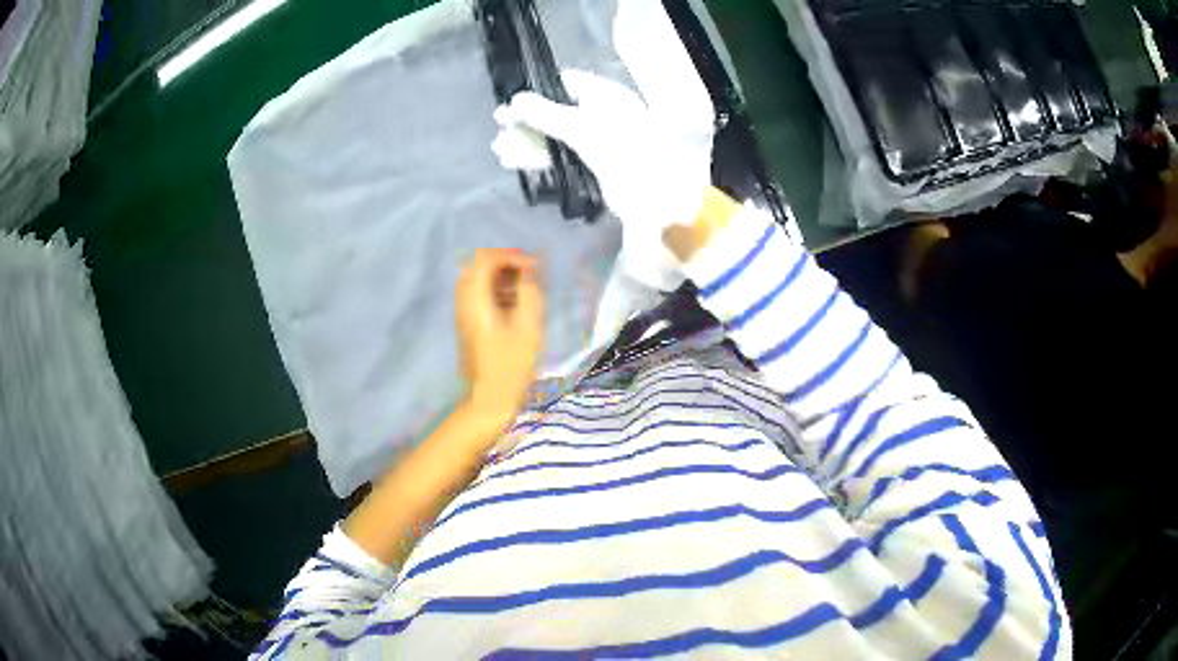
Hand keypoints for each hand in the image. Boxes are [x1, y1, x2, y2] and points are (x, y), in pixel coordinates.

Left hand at [456, 249, 543, 419]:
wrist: (489, 399)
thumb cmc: (511, 366)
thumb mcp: (528, 328)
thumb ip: (529, 294)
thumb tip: (529, 271)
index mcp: (475, 300)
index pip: (485, 259)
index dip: (510, 256)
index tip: (534, 267)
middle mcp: (464, 303)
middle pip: (477, 266)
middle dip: (504, 263)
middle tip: (529, 273)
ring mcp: (464, 315)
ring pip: (477, 281)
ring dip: (501, 277)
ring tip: (526, 288)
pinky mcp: (469, 325)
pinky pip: (478, 295)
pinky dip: (496, 291)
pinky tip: (515, 304)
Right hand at [492, 70, 713, 287]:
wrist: (657, 198)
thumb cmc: (623, 151)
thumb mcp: (581, 128)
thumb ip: (546, 113)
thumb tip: (514, 100)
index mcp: (605, 95)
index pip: (566, 83)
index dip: (538, 91)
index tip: (512, 102)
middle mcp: (600, 113)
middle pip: (556, 110)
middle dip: (527, 119)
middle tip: (499, 127)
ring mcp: (596, 140)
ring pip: (555, 135)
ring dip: (529, 141)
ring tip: (500, 150)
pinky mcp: (592, 165)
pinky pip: (561, 155)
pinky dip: (540, 157)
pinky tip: (516, 162)